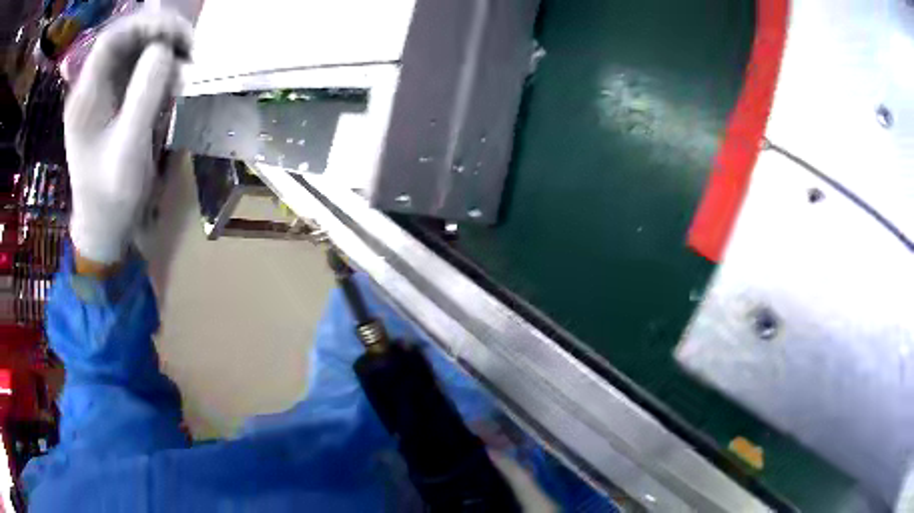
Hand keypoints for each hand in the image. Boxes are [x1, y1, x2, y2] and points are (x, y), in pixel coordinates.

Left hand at [66, 9, 191, 267]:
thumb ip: (144, 94)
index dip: (146, 25)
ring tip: (186, 64)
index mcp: (85, 99)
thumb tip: (165, 49)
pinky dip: (159, 68)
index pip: (112, 39)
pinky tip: (173, 81)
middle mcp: (91, 89)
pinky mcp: (113, 103)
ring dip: (162, 50)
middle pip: (124, 40)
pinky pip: (137, 71)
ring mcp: (102, 95)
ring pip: (133, 52)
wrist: (104, 227)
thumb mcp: (129, 148)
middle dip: (158, 35)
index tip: (178, 35)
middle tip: (189, 48)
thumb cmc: (112, 197)